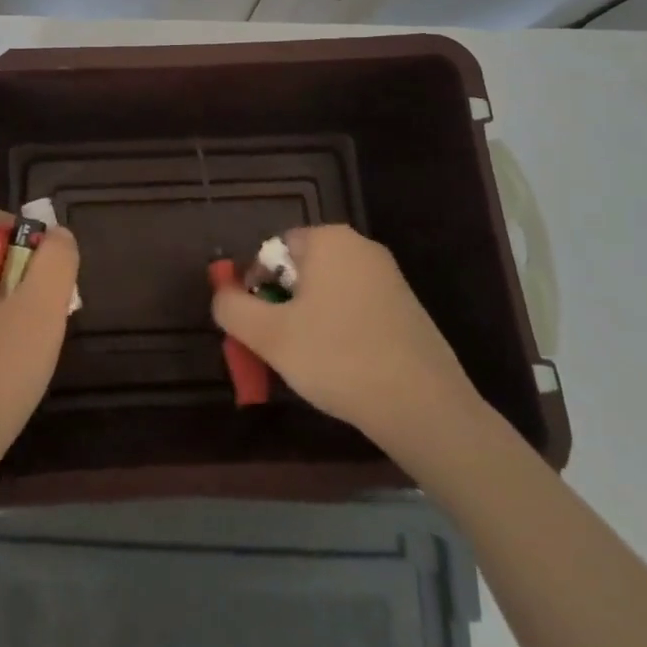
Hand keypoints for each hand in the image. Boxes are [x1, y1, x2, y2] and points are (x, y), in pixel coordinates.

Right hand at [212, 224, 482, 460]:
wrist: (425, 408)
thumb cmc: (338, 358)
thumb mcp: (268, 335)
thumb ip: (232, 308)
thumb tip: (222, 295)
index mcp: (328, 239)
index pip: (272, 251)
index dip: (256, 288)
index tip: (259, 328)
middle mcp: (360, 247)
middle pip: (300, 270)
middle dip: (284, 305)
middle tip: (281, 347)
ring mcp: (390, 277)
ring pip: (328, 292)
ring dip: (311, 320)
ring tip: (312, 362)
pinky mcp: (408, 309)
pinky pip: (357, 310)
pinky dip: (342, 331)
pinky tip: (345, 368)